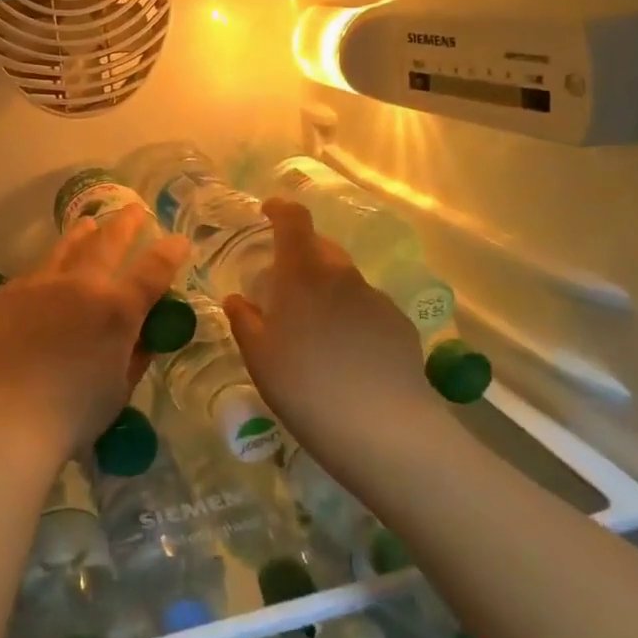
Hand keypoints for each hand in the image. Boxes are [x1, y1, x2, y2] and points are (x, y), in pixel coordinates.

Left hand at [0, 205, 187, 465]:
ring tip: (90, 223)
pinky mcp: (8, 292)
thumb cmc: (70, 415)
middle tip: (136, 210)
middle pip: (109, 241)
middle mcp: (81, 284)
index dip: (170, 252)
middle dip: (126, 223)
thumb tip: (142, 337)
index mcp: (117, 309)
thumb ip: (134, 356)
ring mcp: (41, 283)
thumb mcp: (118, 390)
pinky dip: (51, 269)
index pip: (153, 270)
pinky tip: (49, 275)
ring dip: (84, 232)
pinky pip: (36, 272)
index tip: (178, 240)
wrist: (2, 417)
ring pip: (67, 246)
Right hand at [223, 197, 440, 448]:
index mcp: (302, 274)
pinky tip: (347, 355)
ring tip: (316, 331)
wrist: (384, 428)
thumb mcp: (259, 357)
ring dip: (327, 291)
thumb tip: (237, 299)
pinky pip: (367, 308)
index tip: (268, 211)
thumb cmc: (305, 386)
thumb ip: (244, 320)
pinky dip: (352, 317)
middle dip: (301, 257)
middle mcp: (342, 276)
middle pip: (321, 249)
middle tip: (283, 288)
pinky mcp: (400, 325)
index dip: (280, 209)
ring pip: (345, 281)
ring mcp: (376, 299)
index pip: (294, 221)